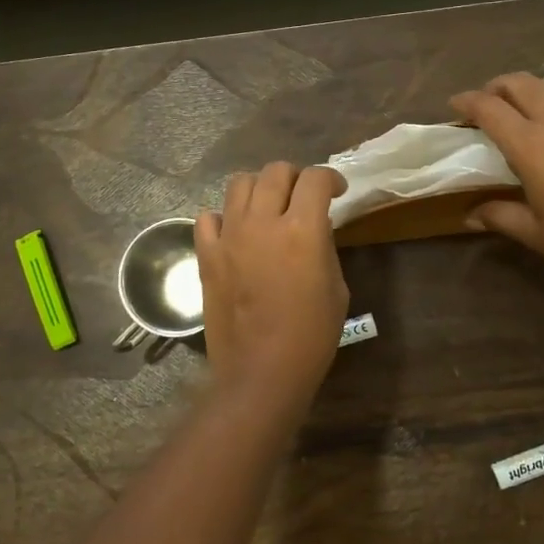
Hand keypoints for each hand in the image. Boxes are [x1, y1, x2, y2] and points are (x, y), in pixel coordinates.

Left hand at [196, 163, 349, 401]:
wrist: (261, 372)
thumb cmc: (311, 336)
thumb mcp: (336, 287)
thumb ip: (324, 247)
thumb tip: (314, 228)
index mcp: (302, 229)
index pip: (315, 178)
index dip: (330, 178)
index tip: (336, 191)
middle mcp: (263, 222)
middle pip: (275, 171)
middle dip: (295, 177)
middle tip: (302, 197)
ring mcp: (230, 236)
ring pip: (239, 184)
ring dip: (259, 188)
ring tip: (268, 207)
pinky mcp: (207, 255)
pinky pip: (208, 218)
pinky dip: (224, 218)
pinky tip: (236, 233)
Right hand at [450, 72, 543, 279]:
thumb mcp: (535, 231)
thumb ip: (499, 216)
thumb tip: (470, 216)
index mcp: (529, 143)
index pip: (489, 108)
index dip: (467, 101)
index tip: (454, 105)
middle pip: (519, 83)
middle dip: (496, 87)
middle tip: (487, 103)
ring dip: (530, 89)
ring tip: (524, 107)